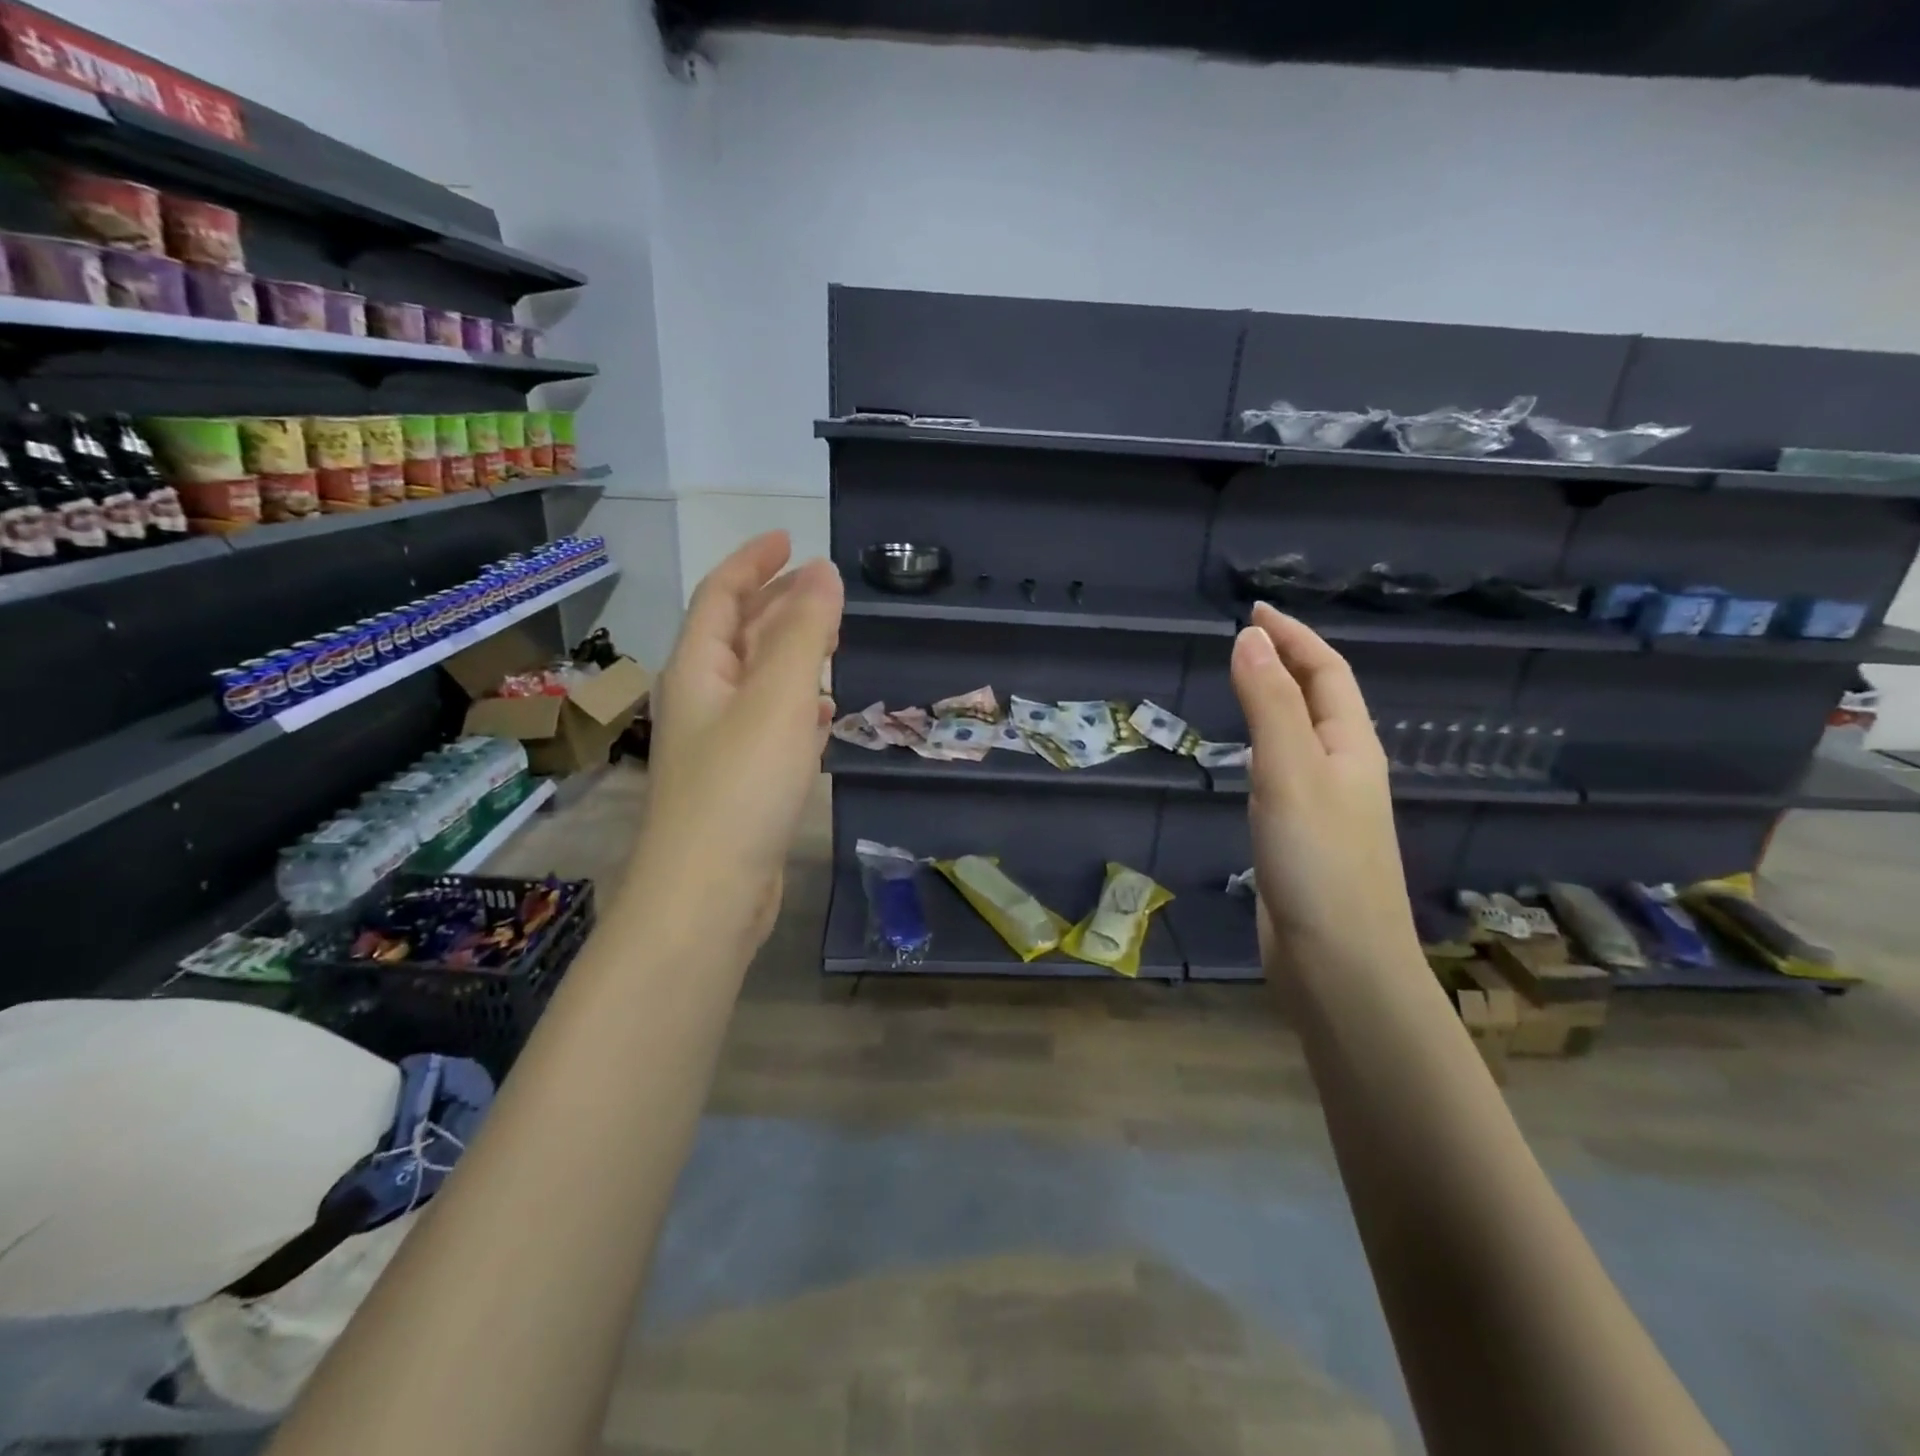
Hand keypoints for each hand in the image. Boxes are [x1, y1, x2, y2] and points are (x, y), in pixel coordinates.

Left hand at [635, 531, 842, 951]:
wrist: (706, 895)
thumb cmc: (740, 787)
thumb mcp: (776, 698)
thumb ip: (803, 633)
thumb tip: (824, 572)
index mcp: (698, 670)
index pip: (720, 595)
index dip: (753, 562)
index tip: (789, 538)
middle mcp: (701, 700)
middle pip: (736, 635)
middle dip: (776, 604)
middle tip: (823, 589)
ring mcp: (719, 744)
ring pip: (756, 681)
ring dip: (790, 654)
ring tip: (831, 642)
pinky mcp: (740, 782)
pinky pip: (769, 724)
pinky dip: (795, 706)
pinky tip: (822, 714)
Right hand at [1229, 603, 1420, 976]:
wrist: (1339, 964)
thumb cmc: (1318, 862)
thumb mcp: (1291, 772)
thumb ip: (1270, 705)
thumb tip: (1248, 639)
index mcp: (1352, 747)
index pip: (1327, 672)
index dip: (1294, 637)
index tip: (1254, 611)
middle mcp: (1345, 770)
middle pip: (1320, 701)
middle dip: (1288, 662)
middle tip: (1244, 642)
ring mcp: (1326, 808)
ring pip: (1303, 738)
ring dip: (1278, 703)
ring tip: (1244, 687)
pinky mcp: (1304, 841)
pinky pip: (1285, 775)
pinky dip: (1265, 749)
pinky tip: (1247, 762)